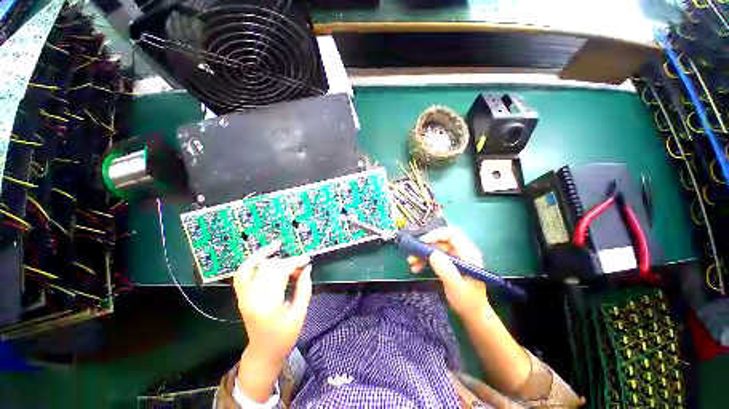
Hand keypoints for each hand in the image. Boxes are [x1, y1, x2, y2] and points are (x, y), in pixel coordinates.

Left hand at [233, 240, 311, 361]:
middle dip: (286, 261)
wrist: (263, 352)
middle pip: (267, 268)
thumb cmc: (284, 336)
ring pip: (251, 266)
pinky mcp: (241, 296)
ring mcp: (243, 297)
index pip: (279, 273)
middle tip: (299, 264)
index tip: (306, 259)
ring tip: (277, 246)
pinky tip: (263, 255)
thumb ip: (304, 288)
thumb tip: (307, 267)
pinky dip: (251, 261)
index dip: (294, 262)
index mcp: (268, 305)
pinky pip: (242, 273)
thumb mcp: (300, 313)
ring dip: (265, 255)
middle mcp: (252, 299)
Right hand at [407, 227, 488, 316]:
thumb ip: (445, 269)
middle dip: (426, 246)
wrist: (472, 314)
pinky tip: (416, 267)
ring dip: (422, 253)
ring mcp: (455, 257)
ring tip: (411, 262)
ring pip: (436, 248)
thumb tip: (432, 253)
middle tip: (413, 253)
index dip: (437, 235)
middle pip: (441, 240)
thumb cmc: (467, 301)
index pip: (452, 234)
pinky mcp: (448, 263)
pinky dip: (424, 260)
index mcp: (468, 254)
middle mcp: (461, 252)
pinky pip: (434, 256)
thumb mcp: (456, 286)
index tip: (422, 242)